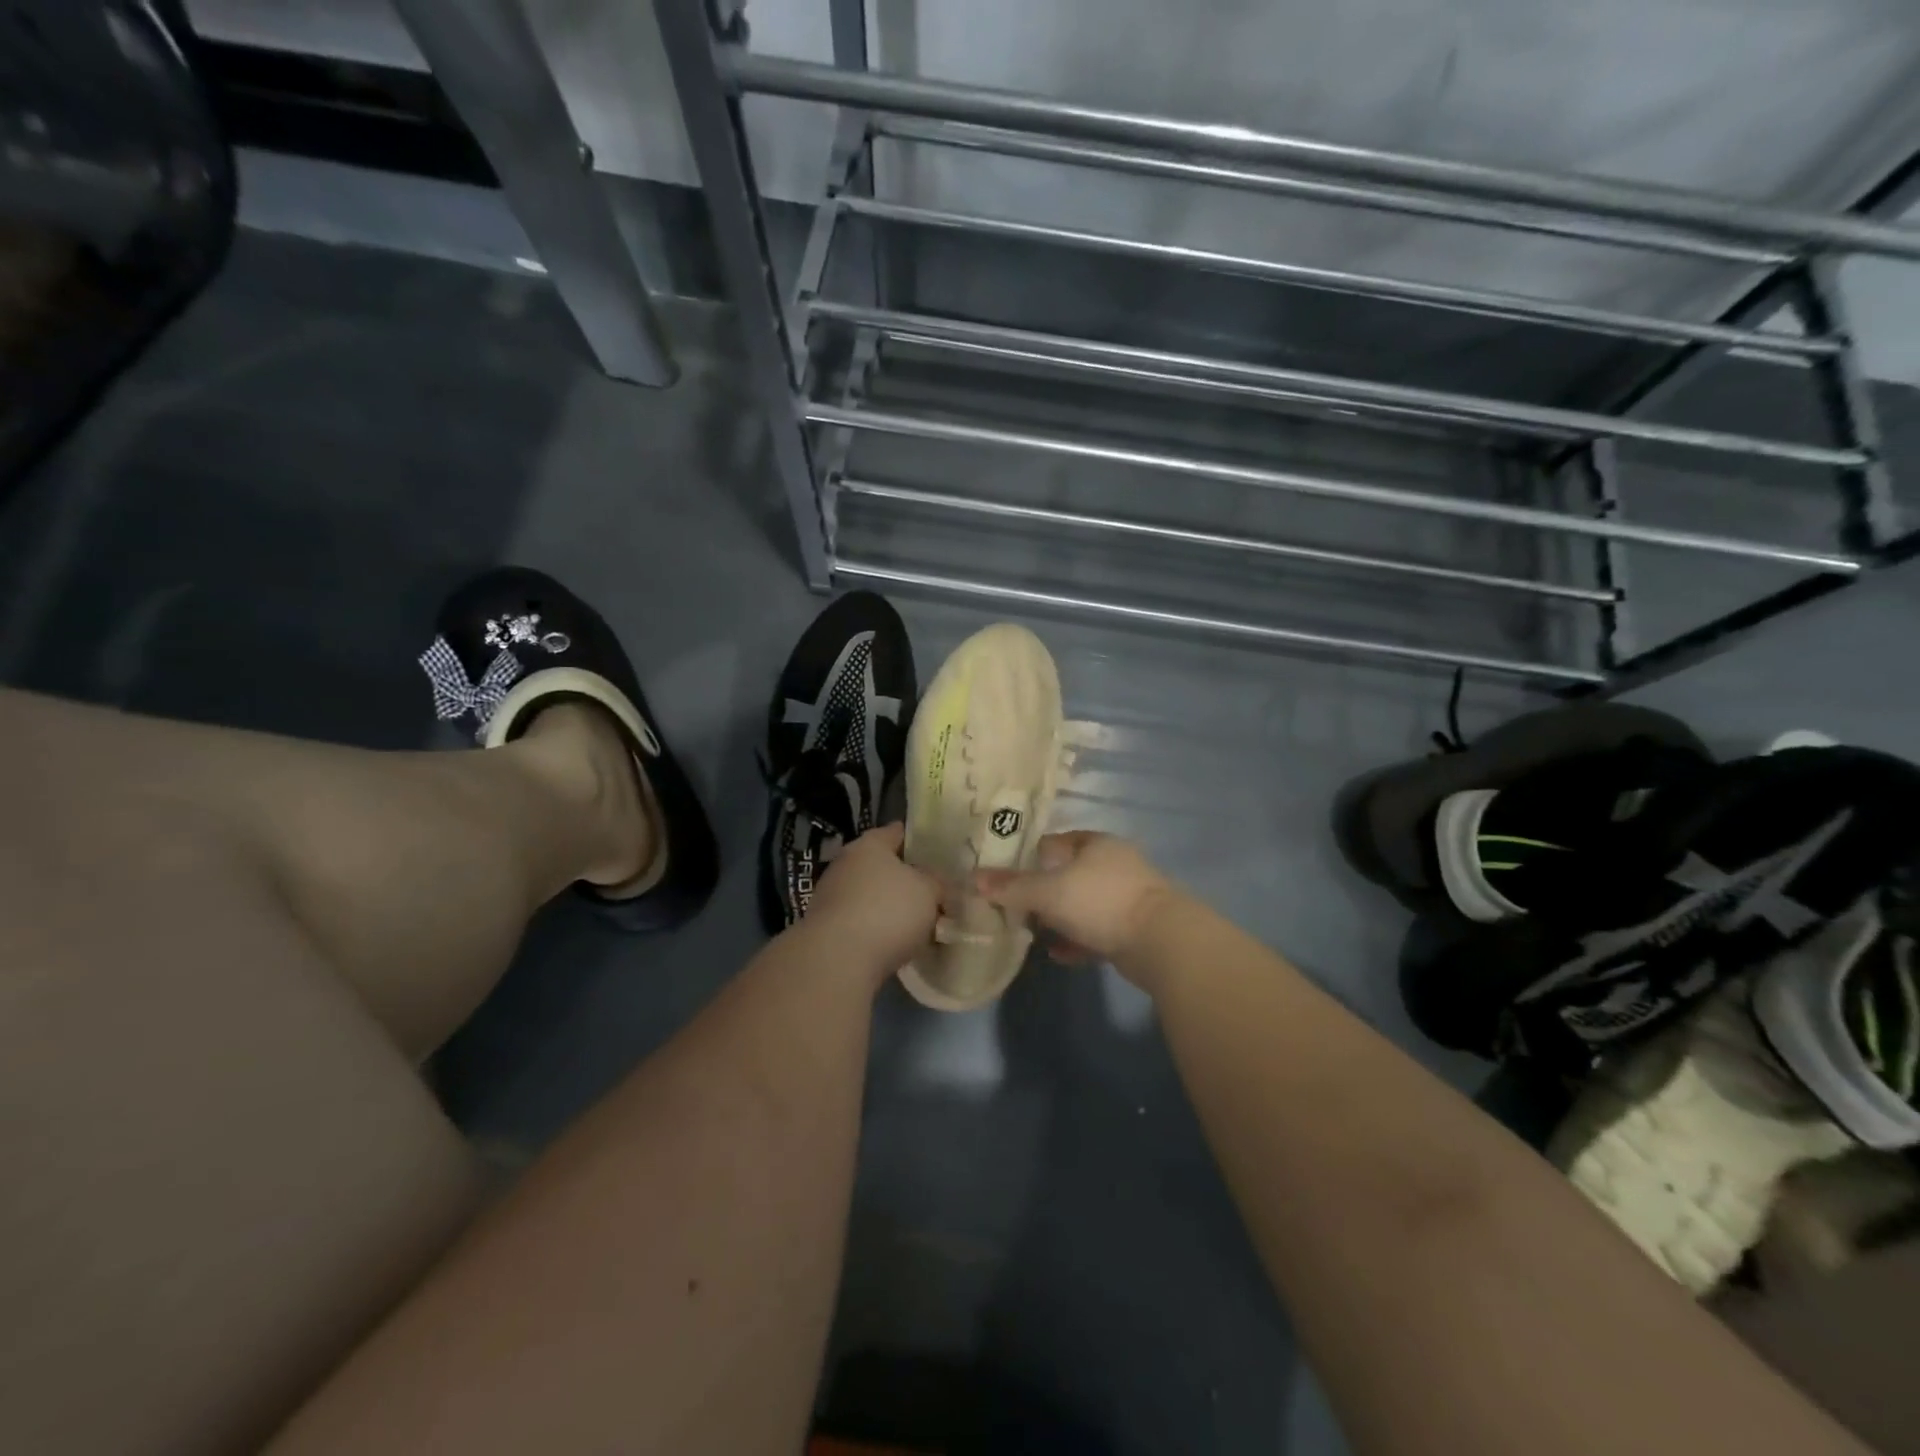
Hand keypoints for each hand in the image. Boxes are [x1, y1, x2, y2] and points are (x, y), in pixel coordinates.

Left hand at [804, 823, 939, 980]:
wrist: (837, 959)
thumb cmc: (888, 911)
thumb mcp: (929, 891)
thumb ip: (937, 883)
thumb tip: (936, 884)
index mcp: (870, 844)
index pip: (897, 832)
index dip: (920, 841)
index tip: (939, 855)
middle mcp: (846, 863)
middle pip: (883, 866)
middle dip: (906, 880)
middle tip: (933, 895)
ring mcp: (831, 896)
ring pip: (871, 896)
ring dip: (890, 908)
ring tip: (918, 926)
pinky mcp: (825, 927)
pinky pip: (860, 922)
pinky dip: (876, 930)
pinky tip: (895, 945)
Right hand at [975, 832, 1177, 971]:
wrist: (1161, 942)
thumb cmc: (1100, 902)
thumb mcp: (1048, 892)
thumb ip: (1012, 887)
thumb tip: (973, 879)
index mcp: (1096, 844)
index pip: (1054, 843)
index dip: (1028, 857)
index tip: (1005, 876)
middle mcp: (1114, 864)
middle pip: (1068, 875)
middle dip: (1042, 892)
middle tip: (1015, 909)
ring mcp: (1127, 896)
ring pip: (1082, 904)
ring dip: (1059, 919)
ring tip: (1033, 934)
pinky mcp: (1134, 928)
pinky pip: (1097, 931)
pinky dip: (1078, 940)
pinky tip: (1059, 954)